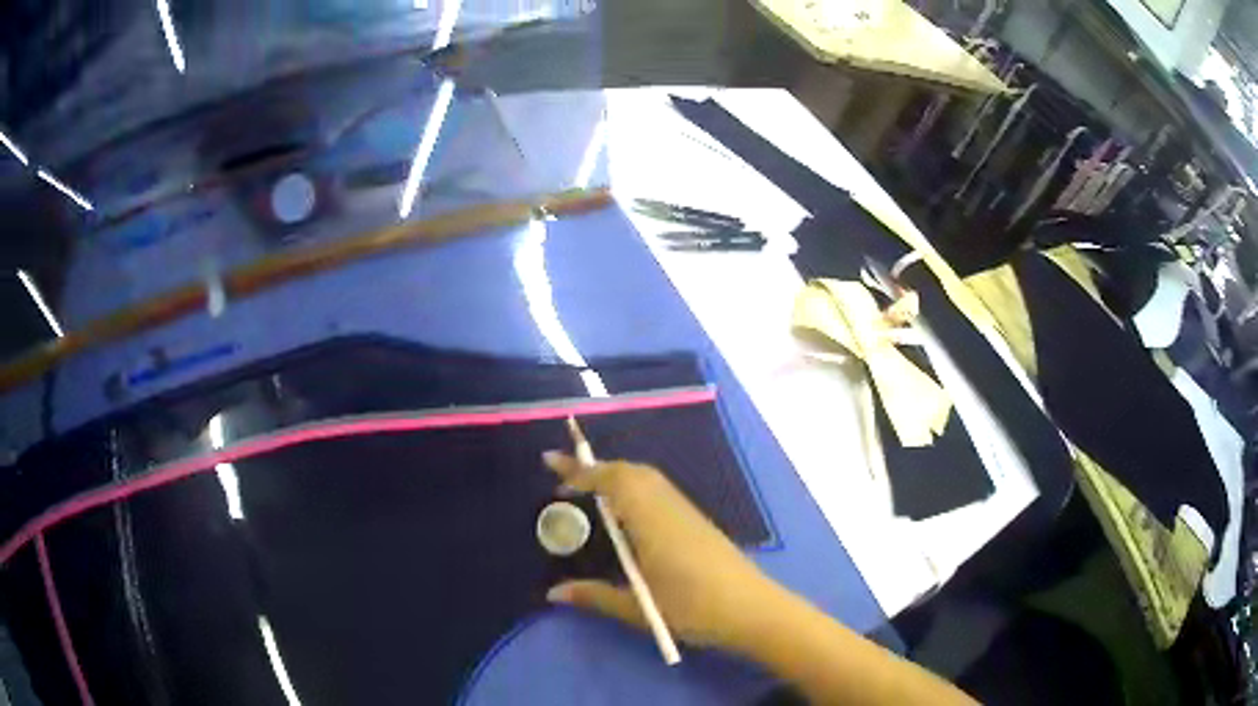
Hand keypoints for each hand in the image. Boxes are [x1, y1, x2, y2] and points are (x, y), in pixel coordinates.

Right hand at [542, 452, 784, 651]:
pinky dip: (633, 486)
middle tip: (562, 477)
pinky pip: (658, 490)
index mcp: (651, 522)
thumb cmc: (694, 609)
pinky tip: (624, 510)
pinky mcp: (696, 521)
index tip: (551, 466)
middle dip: (595, 468)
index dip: (580, 471)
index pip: (613, 482)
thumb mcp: (640, 608)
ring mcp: (685, 512)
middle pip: (630, 472)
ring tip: (586, 489)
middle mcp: (668, 507)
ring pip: (646, 478)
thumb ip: (595, 596)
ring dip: (615, 475)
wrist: (753, 609)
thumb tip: (553, 593)